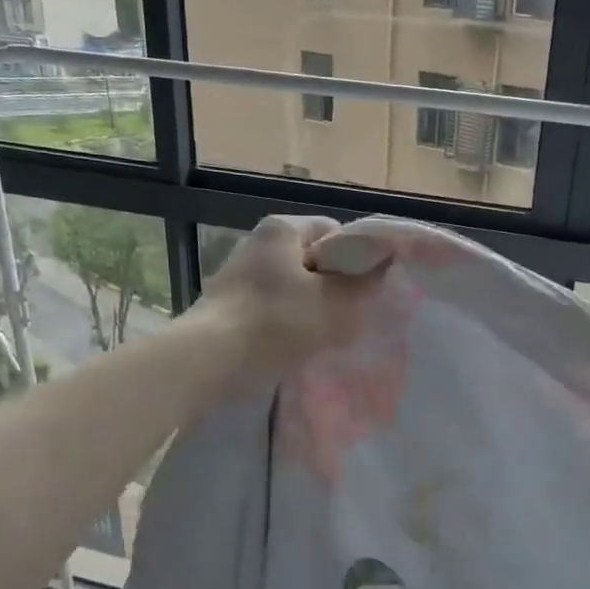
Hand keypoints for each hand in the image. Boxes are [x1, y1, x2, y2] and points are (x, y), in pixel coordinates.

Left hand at [194, 215, 380, 371]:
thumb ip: (361, 285)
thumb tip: (380, 270)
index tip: (365, 287)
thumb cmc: (276, 321)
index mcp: (282, 228)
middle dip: (332, 286)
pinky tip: (292, 346)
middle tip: (348, 314)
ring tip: (323, 336)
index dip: (355, 257)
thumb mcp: (333, 304)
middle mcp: (256, 242)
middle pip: (310, 259)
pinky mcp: (225, 305)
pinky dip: (284, 323)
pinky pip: (269, 307)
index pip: (333, 231)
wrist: (210, 360)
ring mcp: (236, 274)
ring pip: (290, 286)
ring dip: (309, 308)